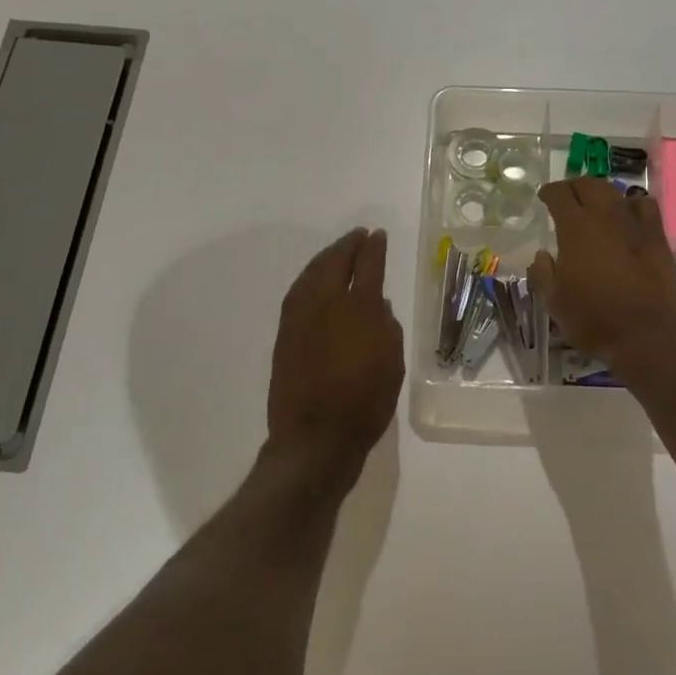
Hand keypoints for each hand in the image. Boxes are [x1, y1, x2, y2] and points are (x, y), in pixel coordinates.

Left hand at [267, 229, 403, 479]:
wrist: (314, 439)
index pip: (368, 265)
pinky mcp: (284, 333)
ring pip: (311, 273)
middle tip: (358, 236)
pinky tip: (315, 281)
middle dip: (347, 245)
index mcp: (359, 309)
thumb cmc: (365, 403)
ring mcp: (299, 317)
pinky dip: (309, 278)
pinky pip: (297, 292)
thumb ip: (386, 328)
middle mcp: (326, 304)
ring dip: (326, 258)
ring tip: (338, 252)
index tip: (377, 235)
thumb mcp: (391, 364)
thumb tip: (377, 305)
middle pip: (334, 261)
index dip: (374, 247)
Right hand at [529, 179, 675, 365]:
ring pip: (615, 192)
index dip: (549, 192)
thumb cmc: (594, 319)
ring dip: (601, 192)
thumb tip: (541, 256)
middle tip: (567, 196)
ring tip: (595, 202)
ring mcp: (634, 224)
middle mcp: (604, 216)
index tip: (544, 197)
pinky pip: (645, 205)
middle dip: (574, 186)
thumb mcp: (555, 302)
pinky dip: (632, 204)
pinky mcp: (657, 236)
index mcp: (575, 228)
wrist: (647, 335)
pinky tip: (629, 214)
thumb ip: (543, 274)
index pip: (559, 194)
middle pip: (588, 185)